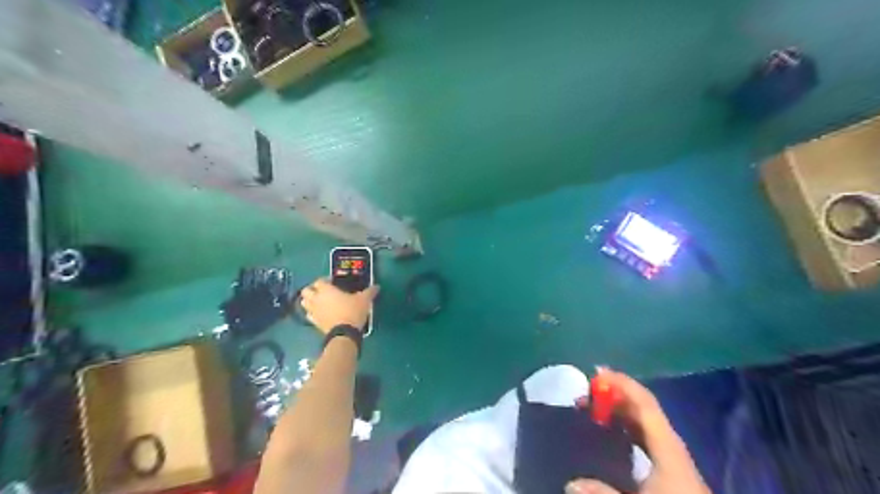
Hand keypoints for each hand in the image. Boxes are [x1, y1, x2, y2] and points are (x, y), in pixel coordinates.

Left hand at [300, 278, 376, 335]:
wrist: (345, 333)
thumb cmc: (353, 311)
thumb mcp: (364, 300)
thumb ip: (369, 292)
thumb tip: (376, 286)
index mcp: (326, 290)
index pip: (319, 281)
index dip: (324, 280)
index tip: (333, 282)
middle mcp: (317, 299)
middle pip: (306, 290)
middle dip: (312, 289)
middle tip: (322, 291)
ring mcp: (313, 311)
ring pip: (304, 302)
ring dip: (309, 301)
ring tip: (319, 302)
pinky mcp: (314, 323)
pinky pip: (308, 315)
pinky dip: (311, 313)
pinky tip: (319, 314)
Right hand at [567, 368, 709, 492]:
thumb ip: (604, 493)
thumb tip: (570, 483)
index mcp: (667, 446)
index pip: (644, 403)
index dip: (622, 384)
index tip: (596, 374)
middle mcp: (670, 445)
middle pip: (643, 409)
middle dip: (615, 395)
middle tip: (585, 394)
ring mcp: (671, 457)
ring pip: (644, 423)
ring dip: (619, 411)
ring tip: (593, 409)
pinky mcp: (670, 470)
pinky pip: (644, 437)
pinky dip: (625, 427)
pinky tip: (611, 435)